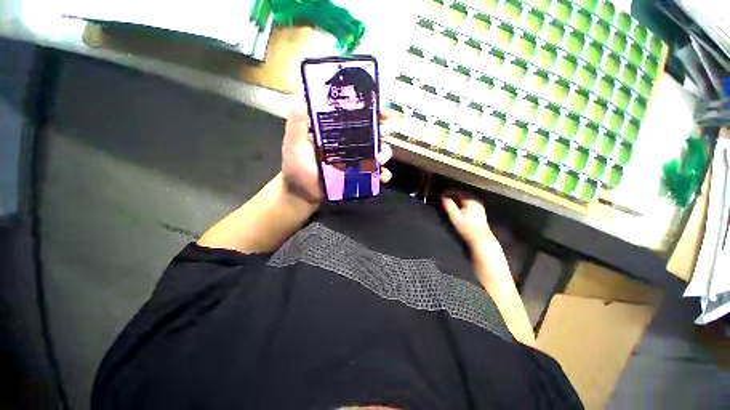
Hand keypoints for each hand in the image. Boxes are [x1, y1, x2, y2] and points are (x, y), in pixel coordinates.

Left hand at [281, 96, 393, 203]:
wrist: (301, 193)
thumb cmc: (296, 167)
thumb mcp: (294, 142)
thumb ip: (298, 121)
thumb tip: (302, 92)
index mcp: (337, 132)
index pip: (357, 117)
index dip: (371, 111)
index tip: (381, 110)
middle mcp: (349, 145)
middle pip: (371, 133)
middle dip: (382, 130)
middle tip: (385, 131)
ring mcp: (356, 162)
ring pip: (377, 152)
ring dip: (384, 153)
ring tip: (379, 159)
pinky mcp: (359, 177)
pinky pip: (375, 175)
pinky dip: (383, 174)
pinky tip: (382, 177)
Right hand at [441, 193, 495, 250]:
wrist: (480, 239)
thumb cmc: (466, 228)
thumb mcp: (455, 217)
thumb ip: (448, 205)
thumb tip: (442, 197)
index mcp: (471, 200)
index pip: (457, 192)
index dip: (447, 193)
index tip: (439, 195)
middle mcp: (476, 200)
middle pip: (461, 194)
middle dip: (451, 195)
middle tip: (442, 198)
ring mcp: (479, 205)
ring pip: (465, 198)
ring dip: (456, 198)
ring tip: (447, 201)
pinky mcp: (479, 210)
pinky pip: (468, 202)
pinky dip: (461, 202)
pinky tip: (456, 206)